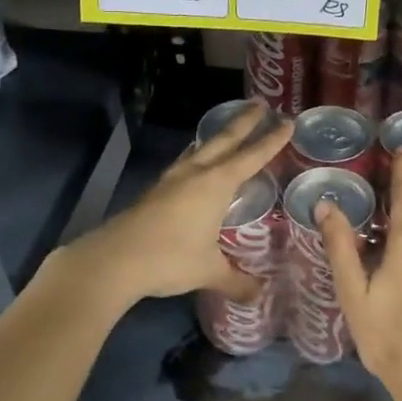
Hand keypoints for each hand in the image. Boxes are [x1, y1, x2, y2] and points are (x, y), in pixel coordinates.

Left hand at [67, 104, 291, 306]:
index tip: (288, 122)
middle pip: (224, 140)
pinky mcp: (155, 191)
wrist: (113, 260)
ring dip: (217, 136)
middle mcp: (196, 174)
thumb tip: (259, 295)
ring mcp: (172, 180)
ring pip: (200, 148)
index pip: (252, 156)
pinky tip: (196, 164)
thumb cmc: (169, 258)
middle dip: (244, 122)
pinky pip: (185, 163)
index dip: (271, 140)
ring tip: (227, 129)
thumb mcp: (209, 270)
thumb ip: (236, 280)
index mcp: (216, 184)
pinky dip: (198, 156)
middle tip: (260, 104)